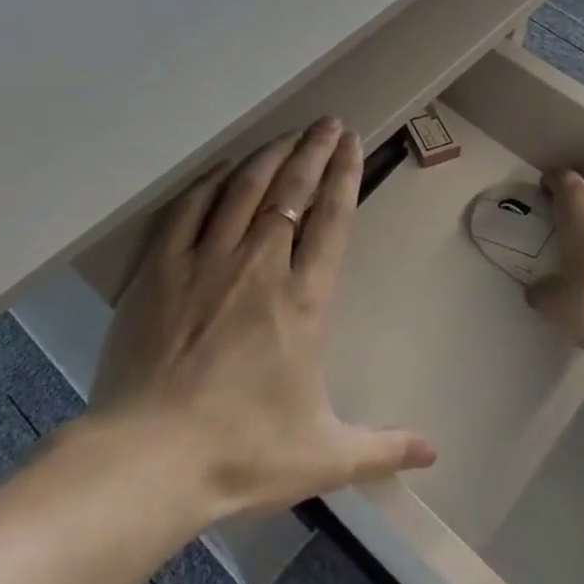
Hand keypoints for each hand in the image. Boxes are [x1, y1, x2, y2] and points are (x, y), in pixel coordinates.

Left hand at [91, 118, 435, 519]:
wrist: (150, 461)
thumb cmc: (242, 453)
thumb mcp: (324, 455)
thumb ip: (382, 447)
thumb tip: (433, 454)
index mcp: (303, 300)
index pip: (332, 219)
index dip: (344, 174)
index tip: (351, 141)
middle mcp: (259, 265)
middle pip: (291, 190)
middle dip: (312, 150)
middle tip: (326, 122)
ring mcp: (206, 262)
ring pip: (243, 189)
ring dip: (268, 156)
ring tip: (286, 135)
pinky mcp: (160, 271)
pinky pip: (189, 210)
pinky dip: (209, 183)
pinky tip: (220, 169)